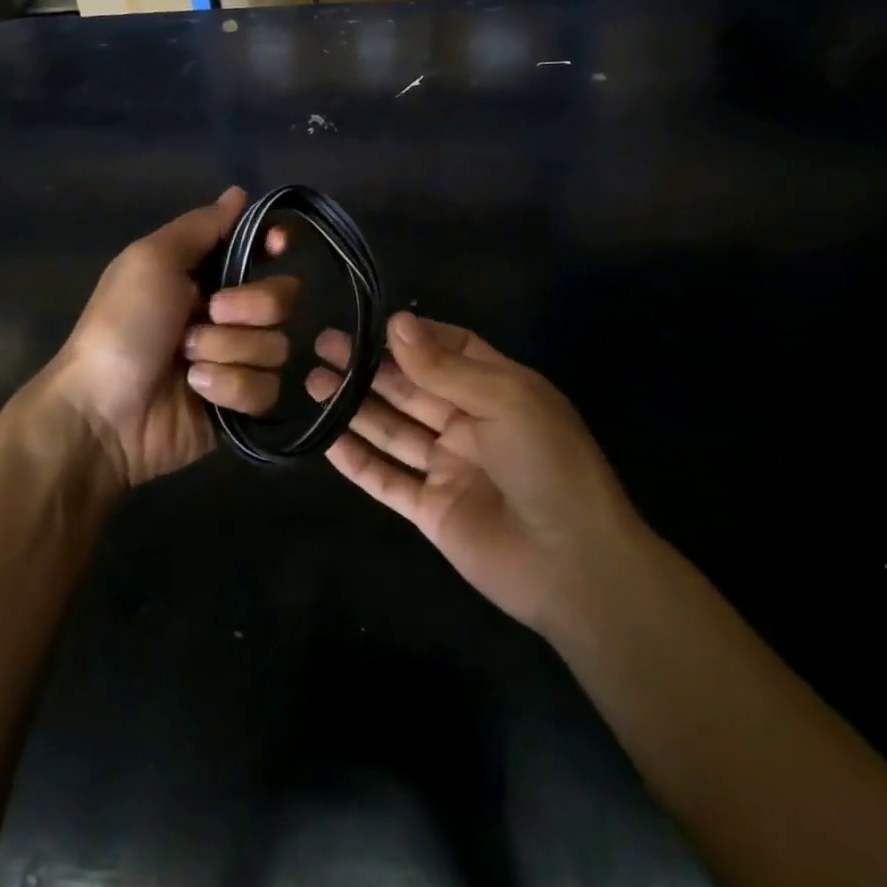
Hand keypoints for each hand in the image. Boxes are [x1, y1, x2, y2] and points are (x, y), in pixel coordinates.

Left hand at [46, 187, 295, 490]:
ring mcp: (236, 360)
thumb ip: (201, 226)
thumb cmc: (124, 325)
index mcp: (204, 275)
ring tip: (187, 362)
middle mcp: (226, 314)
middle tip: (208, 314)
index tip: (277, 244)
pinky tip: (197, 392)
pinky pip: (266, 388)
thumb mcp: (152, 260)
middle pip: (282, 298)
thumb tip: (239, 193)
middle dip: (248, 307)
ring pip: (276, 346)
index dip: (273, 244)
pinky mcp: (241, 403)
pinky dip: (229, 387)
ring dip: (228, 351)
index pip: (259, 250)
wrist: (104, 411)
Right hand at [309, 312, 642, 638]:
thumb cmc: (548, 464)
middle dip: (370, 366)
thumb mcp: (504, 400)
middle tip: (324, 345)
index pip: (451, 350)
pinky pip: (386, 479)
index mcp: (498, 391)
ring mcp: (448, 467)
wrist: (573, 565)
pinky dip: (357, 460)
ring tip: (313, 380)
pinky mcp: (430, 508)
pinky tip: (326, 438)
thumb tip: (397, 322)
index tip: (372, 322)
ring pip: (392, 429)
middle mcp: (470, 423)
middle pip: (411, 387)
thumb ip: (444, 366)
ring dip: (355, 406)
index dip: (414, 336)